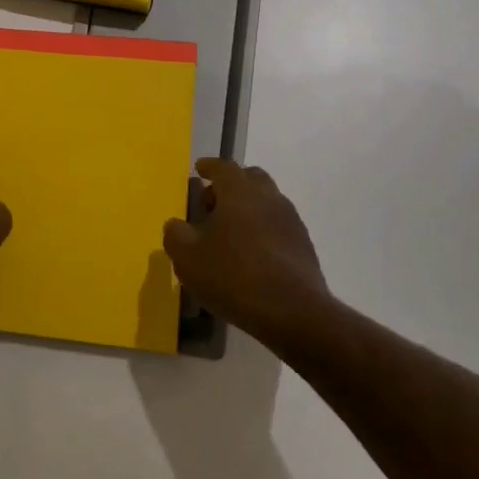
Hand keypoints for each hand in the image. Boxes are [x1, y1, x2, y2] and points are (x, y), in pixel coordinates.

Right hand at [163, 158, 332, 345]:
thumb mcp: (188, 258)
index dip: (209, 167)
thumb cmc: (233, 275)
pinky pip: (278, 225)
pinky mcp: (303, 244)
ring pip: (267, 201)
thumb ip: (176, 235)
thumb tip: (176, 224)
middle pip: (250, 178)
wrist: (293, 311)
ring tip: (231, 233)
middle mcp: (268, 197)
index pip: (223, 167)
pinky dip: (263, 229)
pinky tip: (252, 254)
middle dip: (231, 184)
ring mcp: (290, 220)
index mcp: (239, 191)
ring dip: (248, 208)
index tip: (200, 169)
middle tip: (213, 204)